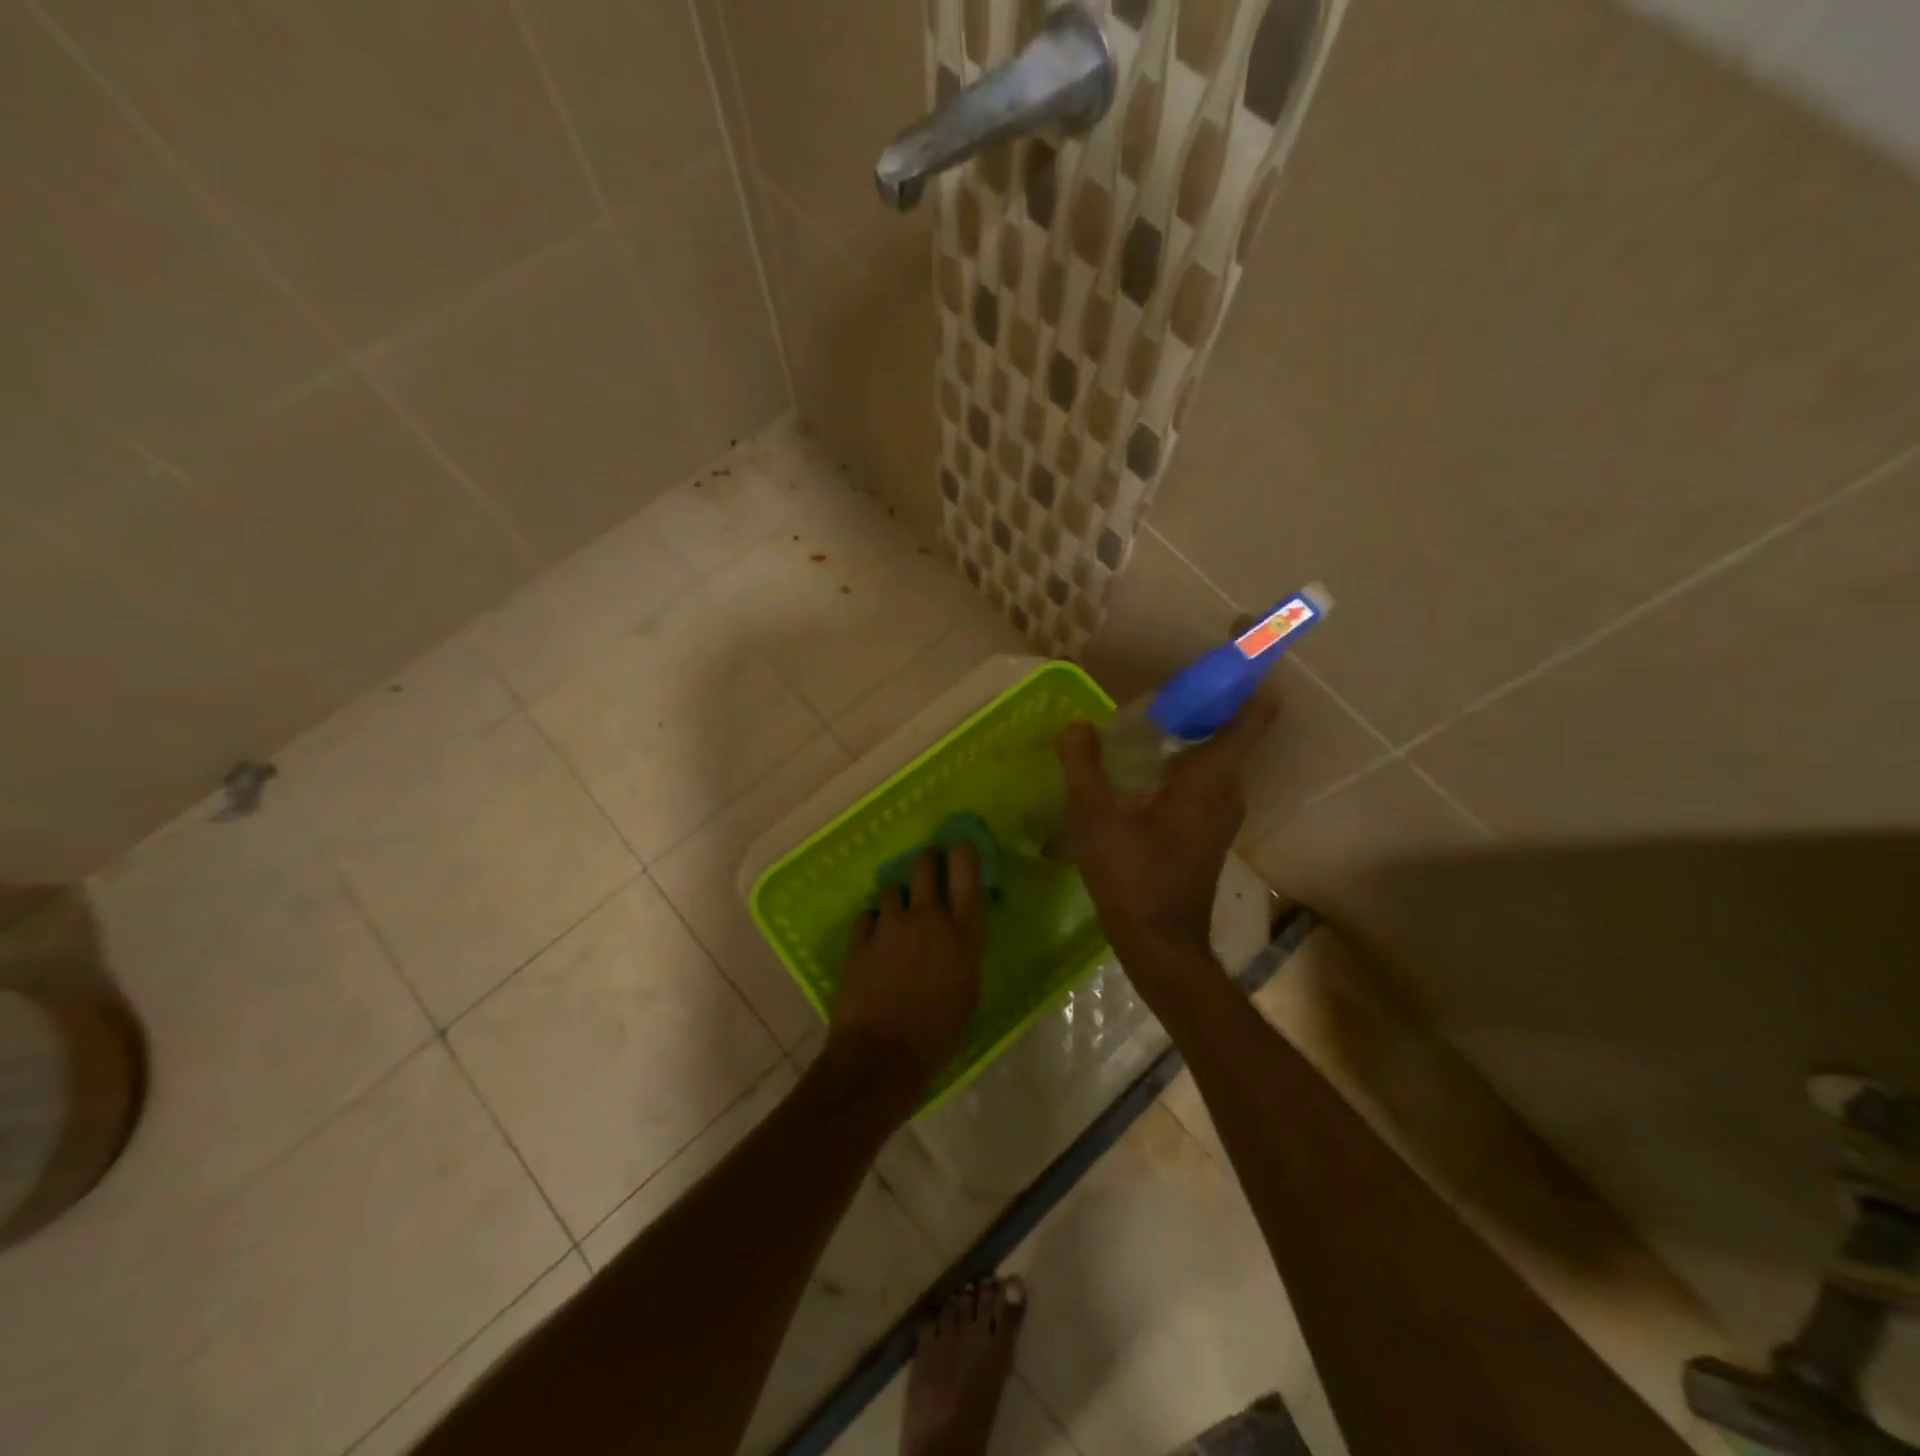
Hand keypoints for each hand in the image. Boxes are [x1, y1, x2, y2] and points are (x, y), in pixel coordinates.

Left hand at [826, 844, 985, 1114]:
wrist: (881, 1058)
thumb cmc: (938, 1034)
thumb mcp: (969, 991)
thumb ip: (964, 951)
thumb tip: (957, 930)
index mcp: (964, 933)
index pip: (967, 871)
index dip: (963, 851)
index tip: (959, 845)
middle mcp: (928, 918)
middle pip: (925, 865)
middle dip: (926, 861)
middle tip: (927, 869)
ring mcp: (889, 925)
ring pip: (892, 890)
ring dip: (896, 901)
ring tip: (896, 921)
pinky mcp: (859, 939)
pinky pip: (868, 917)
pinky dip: (873, 925)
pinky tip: (874, 944)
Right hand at [1058, 689, 1277, 980]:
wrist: (1161, 944)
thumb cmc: (1134, 879)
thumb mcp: (1097, 820)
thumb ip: (1084, 767)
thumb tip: (1075, 725)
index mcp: (1211, 778)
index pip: (1254, 711)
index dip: (1252, 667)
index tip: (1236, 633)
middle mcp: (1227, 788)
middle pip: (1236, 722)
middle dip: (1210, 689)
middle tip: (1169, 674)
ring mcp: (1221, 809)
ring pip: (1218, 749)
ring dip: (1194, 722)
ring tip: (1149, 710)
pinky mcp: (1208, 825)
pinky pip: (1205, 772)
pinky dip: (1185, 750)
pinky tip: (1142, 758)